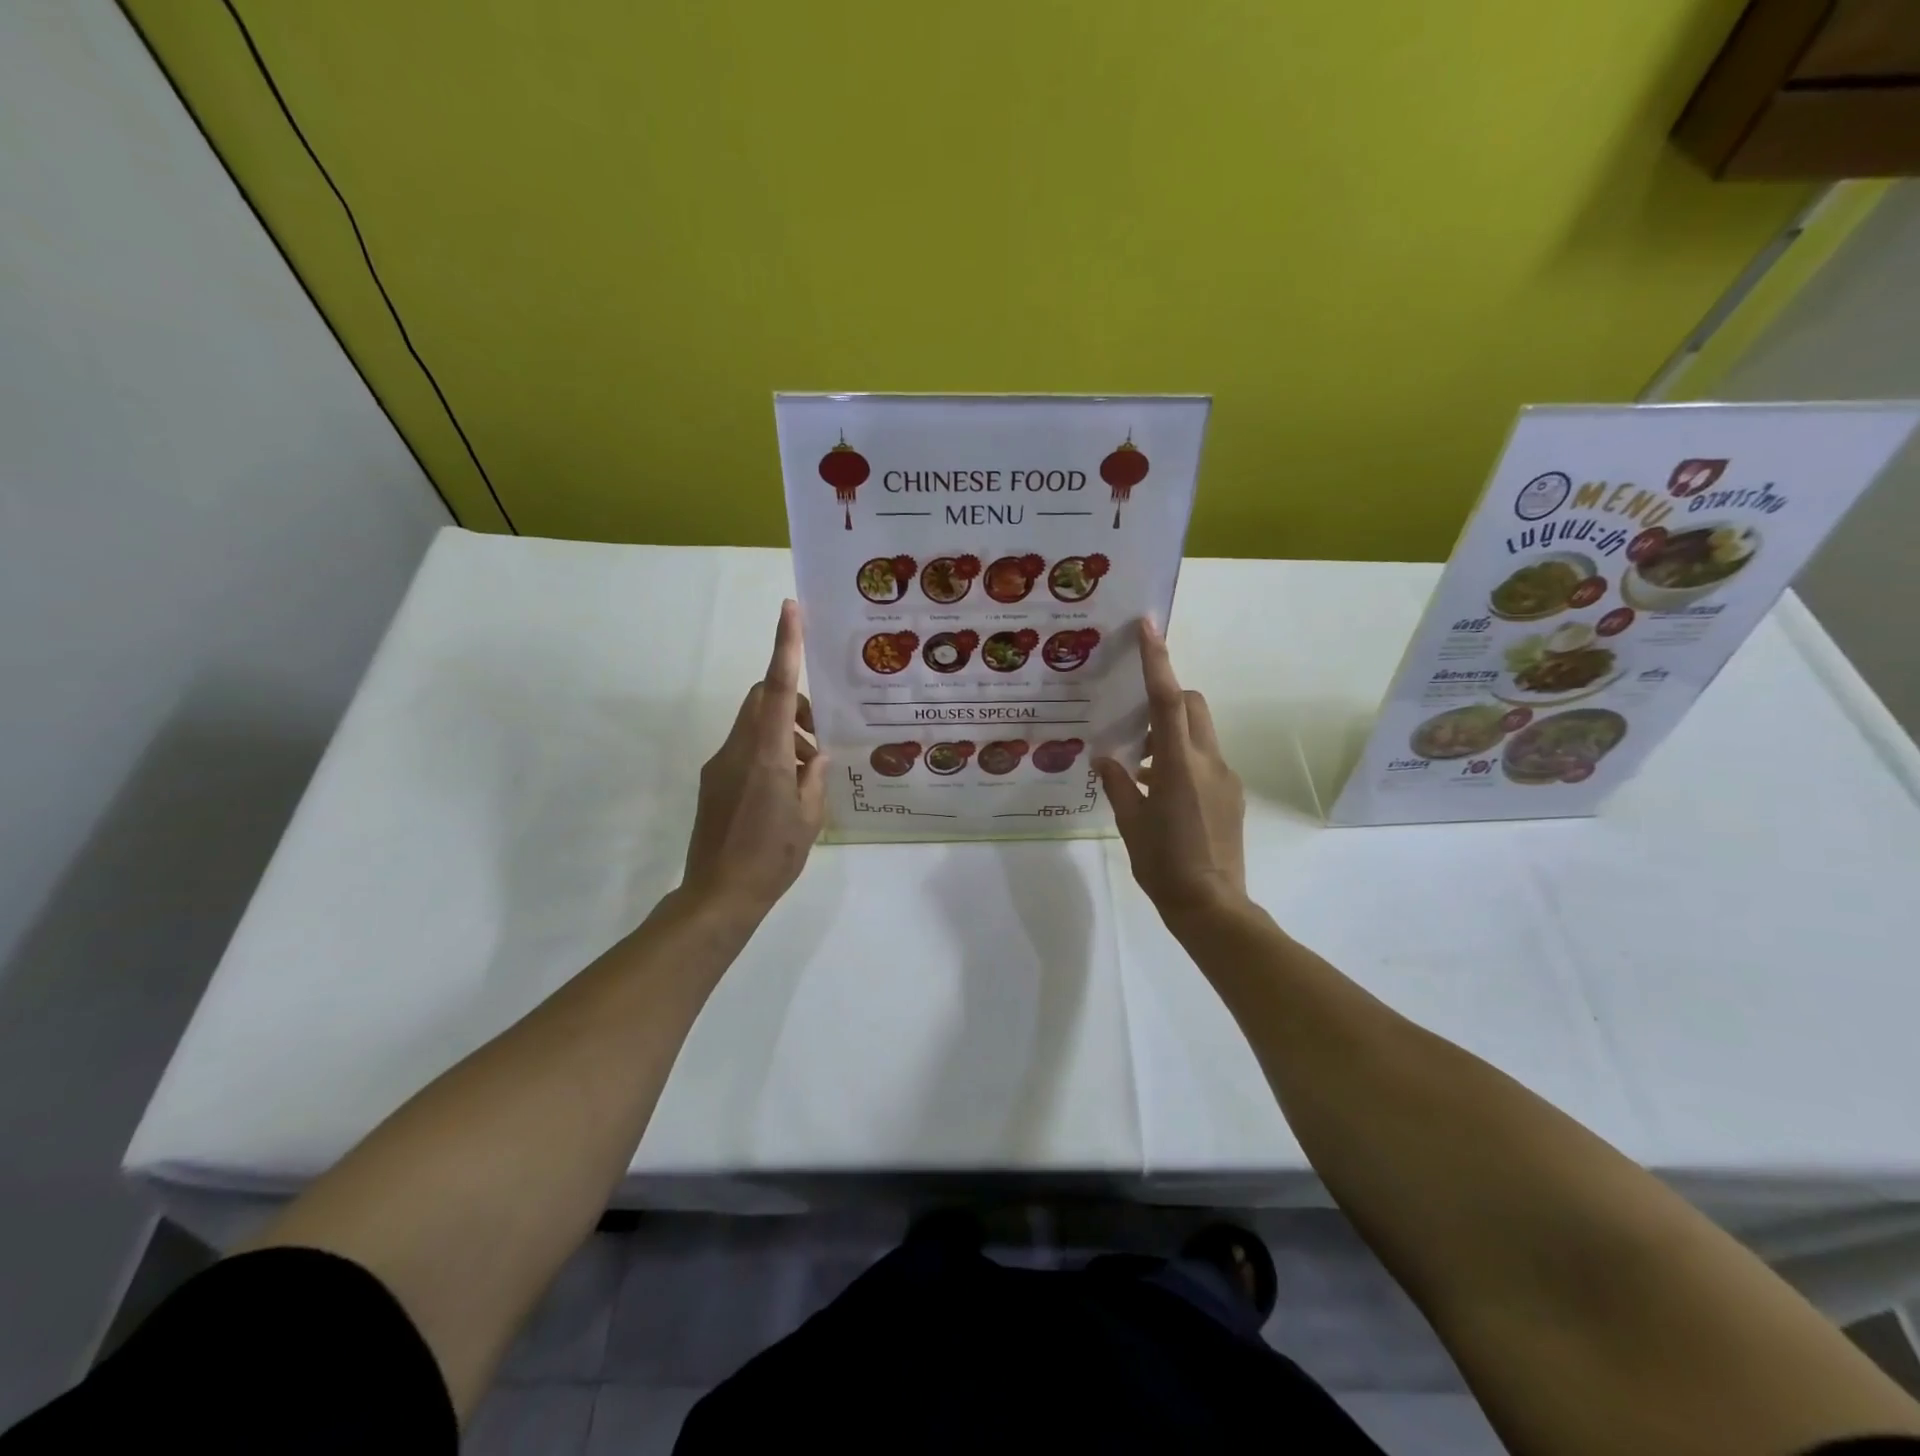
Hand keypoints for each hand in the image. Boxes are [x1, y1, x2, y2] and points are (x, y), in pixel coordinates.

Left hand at [681, 600, 828, 918]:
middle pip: (763, 698)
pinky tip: (784, 788)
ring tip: (806, 771)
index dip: (784, 645)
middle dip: (792, 700)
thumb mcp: (810, 818)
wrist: (718, 895)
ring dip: (783, 731)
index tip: (789, 609)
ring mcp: (720, 764)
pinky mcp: (713, 780)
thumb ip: (815, 778)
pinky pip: (744, 748)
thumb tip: (817, 755)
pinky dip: (768, 751)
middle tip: (817, 734)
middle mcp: (739, 749)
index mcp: (768, 754)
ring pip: (754, 724)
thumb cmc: (772, 856)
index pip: (779, 688)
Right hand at [1095, 621, 1246, 923]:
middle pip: (1193, 705)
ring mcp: (1225, 778)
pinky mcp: (1231, 795)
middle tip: (1135, 721)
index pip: (1168, 700)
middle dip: (1168, 697)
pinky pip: (1205, 759)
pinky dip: (1181, 759)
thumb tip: (1106, 759)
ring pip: (1199, 732)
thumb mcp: (1131, 823)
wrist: (1212, 906)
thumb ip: (1119, 784)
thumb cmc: (1164, 865)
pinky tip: (1159, 791)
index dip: (1158, 660)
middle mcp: (1208, 762)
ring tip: (1139, 767)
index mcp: (1178, 765)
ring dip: (1171, 734)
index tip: (1149, 626)